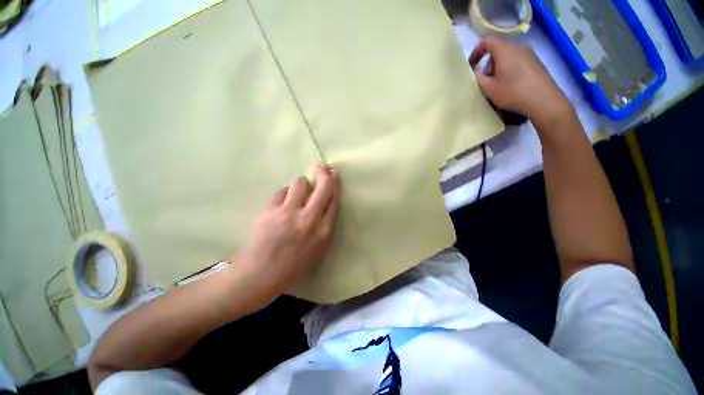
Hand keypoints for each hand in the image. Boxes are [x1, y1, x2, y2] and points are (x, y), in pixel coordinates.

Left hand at [231, 164, 340, 308]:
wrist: (261, 275)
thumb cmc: (293, 264)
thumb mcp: (319, 248)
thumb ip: (325, 223)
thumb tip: (325, 200)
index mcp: (325, 231)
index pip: (335, 199)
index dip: (335, 183)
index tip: (334, 174)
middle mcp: (310, 219)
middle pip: (323, 186)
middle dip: (324, 173)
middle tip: (321, 167)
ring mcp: (289, 213)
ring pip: (301, 182)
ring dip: (301, 184)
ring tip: (297, 192)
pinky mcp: (271, 211)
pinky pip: (282, 191)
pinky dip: (284, 195)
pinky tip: (281, 205)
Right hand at [469, 38, 572, 127]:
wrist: (542, 100)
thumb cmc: (512, 92)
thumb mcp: (489, 89)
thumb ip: (477, 80)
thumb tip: (474, 75)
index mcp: (505, 50)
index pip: (487, 42)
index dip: (476, 52)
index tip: (471, 66)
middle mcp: (518, 47)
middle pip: (498, 51)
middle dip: (488, 65)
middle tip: (486, 82)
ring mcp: (530, 55)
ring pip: (508, 58)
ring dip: (499, 70)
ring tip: (498, 86)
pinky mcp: (537, 63)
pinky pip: (518, 63)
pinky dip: (510, 71)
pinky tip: (511, 87)